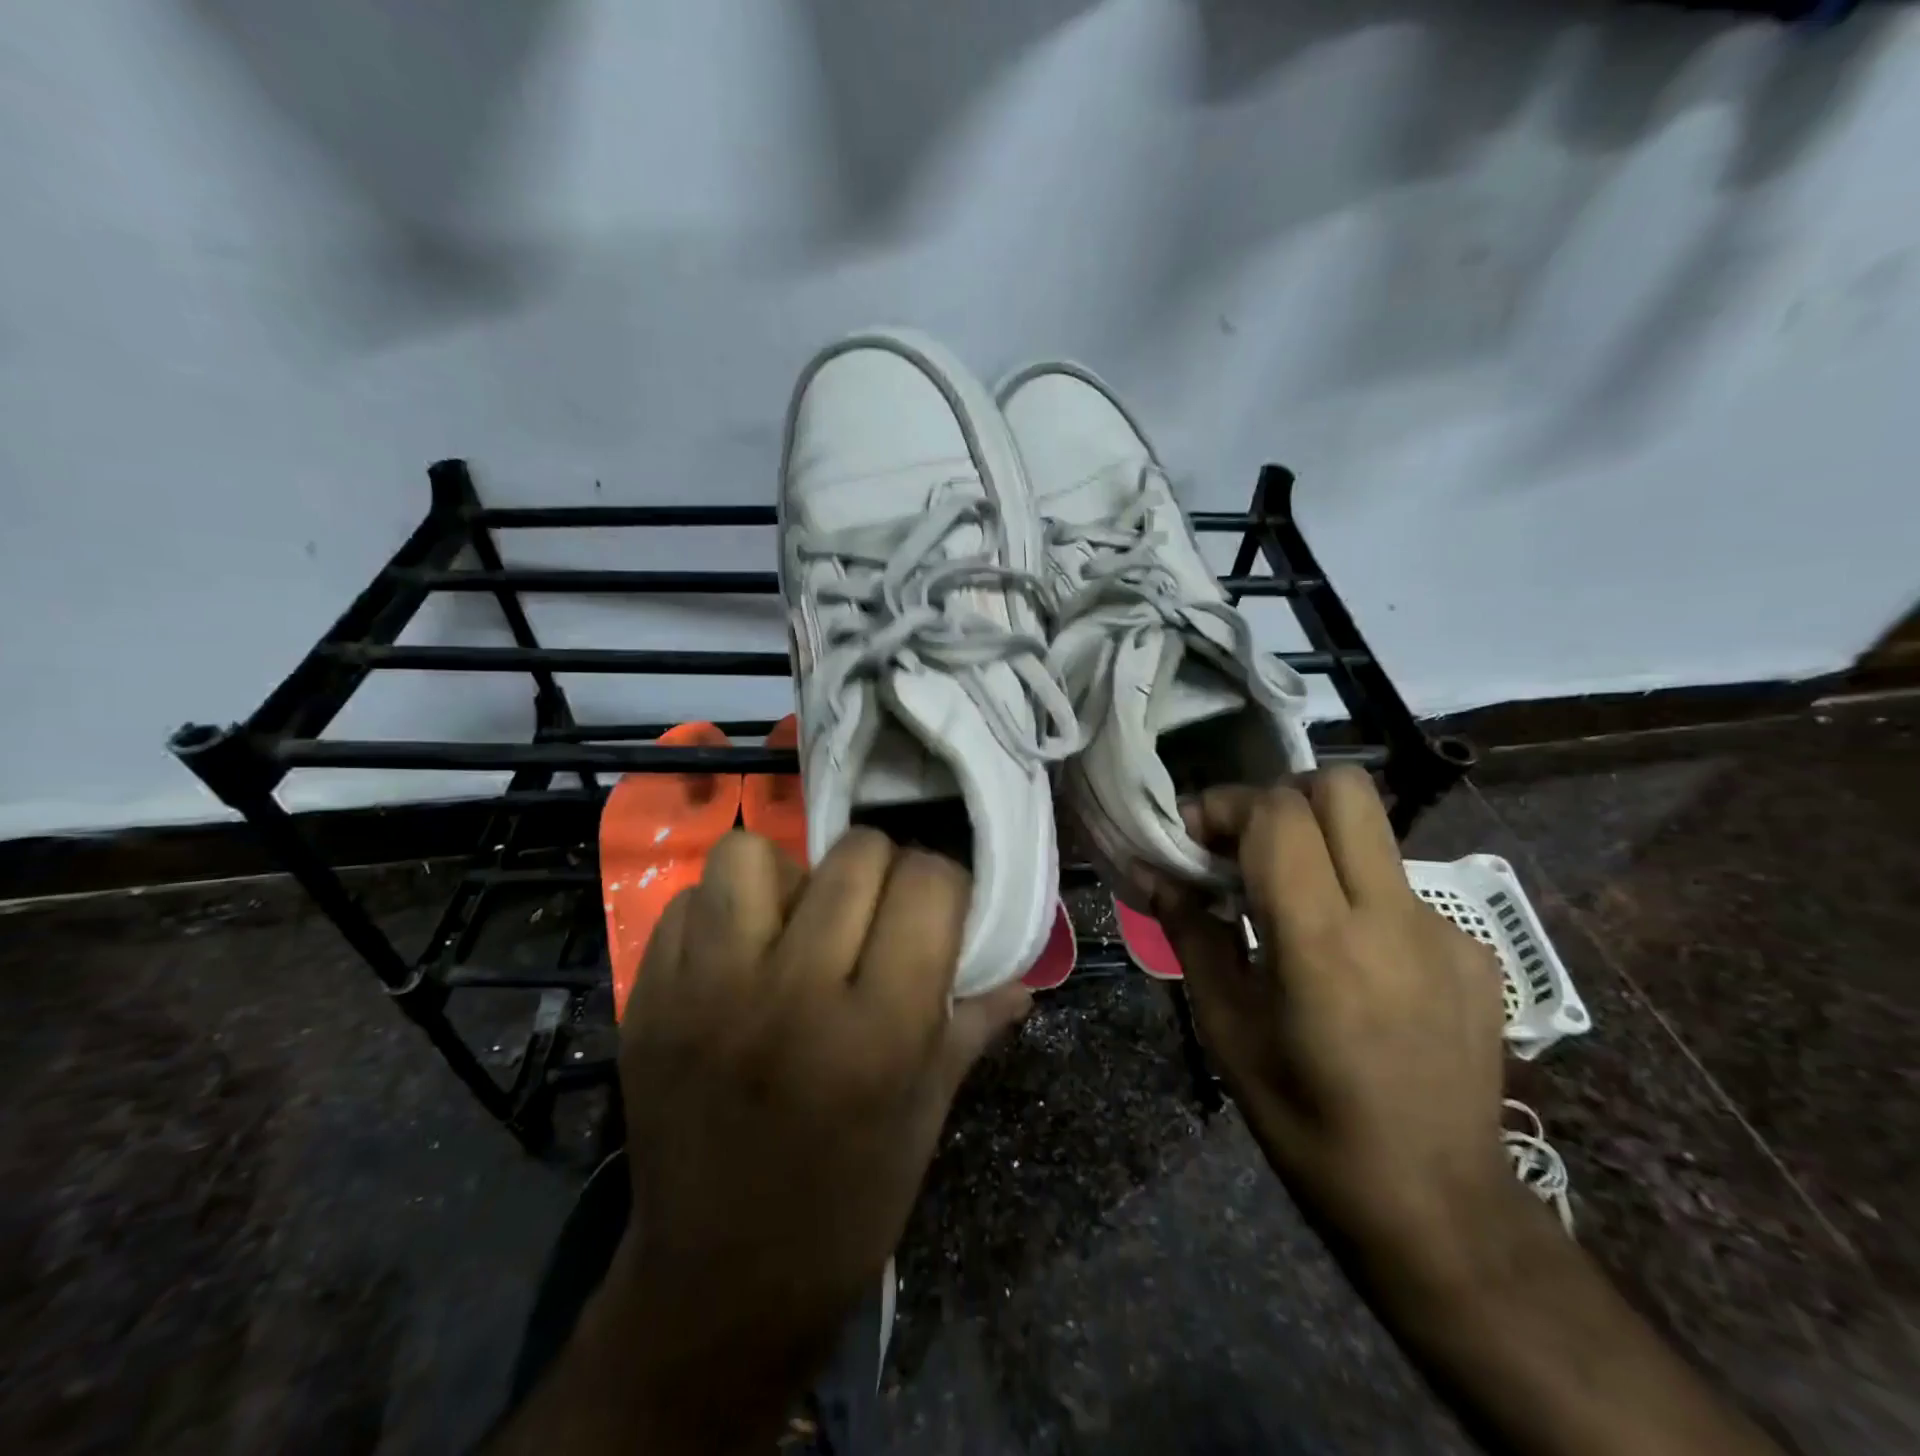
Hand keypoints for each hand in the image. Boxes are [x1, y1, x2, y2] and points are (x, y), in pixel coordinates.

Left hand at [609, 830, 1029, 1448]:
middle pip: (856, 855)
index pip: (929, 884)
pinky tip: (739, 954)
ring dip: (789, 876)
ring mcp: (707, 993)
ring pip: (753, 855)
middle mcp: (792, 994)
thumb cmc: (848, 1202)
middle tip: (877, 912)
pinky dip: (721, 911)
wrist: (721, 1283)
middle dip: (883, 871)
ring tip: (797, 919)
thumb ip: (971, 1022)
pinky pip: (688, 901)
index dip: (945, 885)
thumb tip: (1022, 970)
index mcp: (879, 1030)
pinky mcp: (649, 1000)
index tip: (939, 909)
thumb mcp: (926, 1114)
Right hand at [1150, 769, 1525, 1292]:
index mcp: (1323, 941)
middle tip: (1245, 843)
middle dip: (1281, 796)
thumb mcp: (1226, 1028)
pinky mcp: (1475, 953)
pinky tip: (1346, 957)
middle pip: (1343, 789)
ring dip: (1318, 843)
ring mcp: (1445, 931)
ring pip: (1372, 835)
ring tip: (1287, 903)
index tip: (1192, 834)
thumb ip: (1192, 934)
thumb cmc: (1306, 1121)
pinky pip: (1399, 888)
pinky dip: (1357, 894)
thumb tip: (1152, 874)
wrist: (1438, 1206)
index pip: (1278, 815)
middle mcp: (1394, 917)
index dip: (1225, 805)